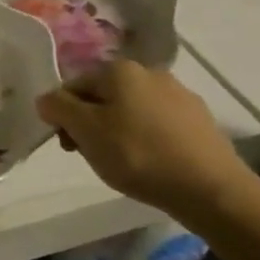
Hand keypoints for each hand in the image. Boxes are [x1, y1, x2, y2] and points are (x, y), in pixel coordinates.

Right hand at [38, 60, 255, 222]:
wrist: (212, 189)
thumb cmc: (138, 154)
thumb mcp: (85, 130)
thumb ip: (58, 107)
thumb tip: (47, 99)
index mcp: (119, 69)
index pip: (74, 86)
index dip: (64, 116)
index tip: (70, 146)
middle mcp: (150, 72)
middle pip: (104, 97)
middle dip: (92, 124)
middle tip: (94, 156)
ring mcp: (180, 95)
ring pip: (132, 110)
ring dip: (119, 131)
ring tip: (125, 163)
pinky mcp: (200, 121)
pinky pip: (159, 125)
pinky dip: (148, 140)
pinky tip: (153, 163)